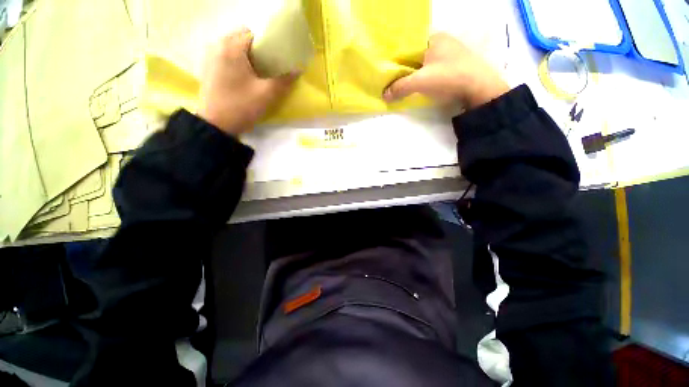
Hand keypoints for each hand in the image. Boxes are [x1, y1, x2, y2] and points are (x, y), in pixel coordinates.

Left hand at [198, 28, 296, 135]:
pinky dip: (237, 60)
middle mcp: (217, 46)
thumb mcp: (266, 95)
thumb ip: (283, 81)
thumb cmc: (241, 106)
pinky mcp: (208, 68)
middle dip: (257, 48)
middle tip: (268, 66)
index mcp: (231, 47)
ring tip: (258, 72)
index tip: (277, 59)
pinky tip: (244, 77)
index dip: (267, 44)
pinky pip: (225, 55)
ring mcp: (210, 56)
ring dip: (247, 55)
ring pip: (233, 46)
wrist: (216, 125)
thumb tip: (297, 70)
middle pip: (241, 37)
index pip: (253, 34)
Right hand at [384, 33, 509, 109]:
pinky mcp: (455, 65)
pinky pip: (433, 69)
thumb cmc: (448, 78)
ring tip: (403, 84)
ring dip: (414, 73)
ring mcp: (450, 53)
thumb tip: (384, 95)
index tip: (387, 68)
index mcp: (433, 38)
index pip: (408, 44)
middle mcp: (442, 42)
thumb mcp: (420, 82)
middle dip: (404, 66)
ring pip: (425, 62)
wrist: (480, 88)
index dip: (396, 56)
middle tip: (392, 79)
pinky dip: (424, 76)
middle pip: (416, 54)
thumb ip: (400, 87)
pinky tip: (419, 85)